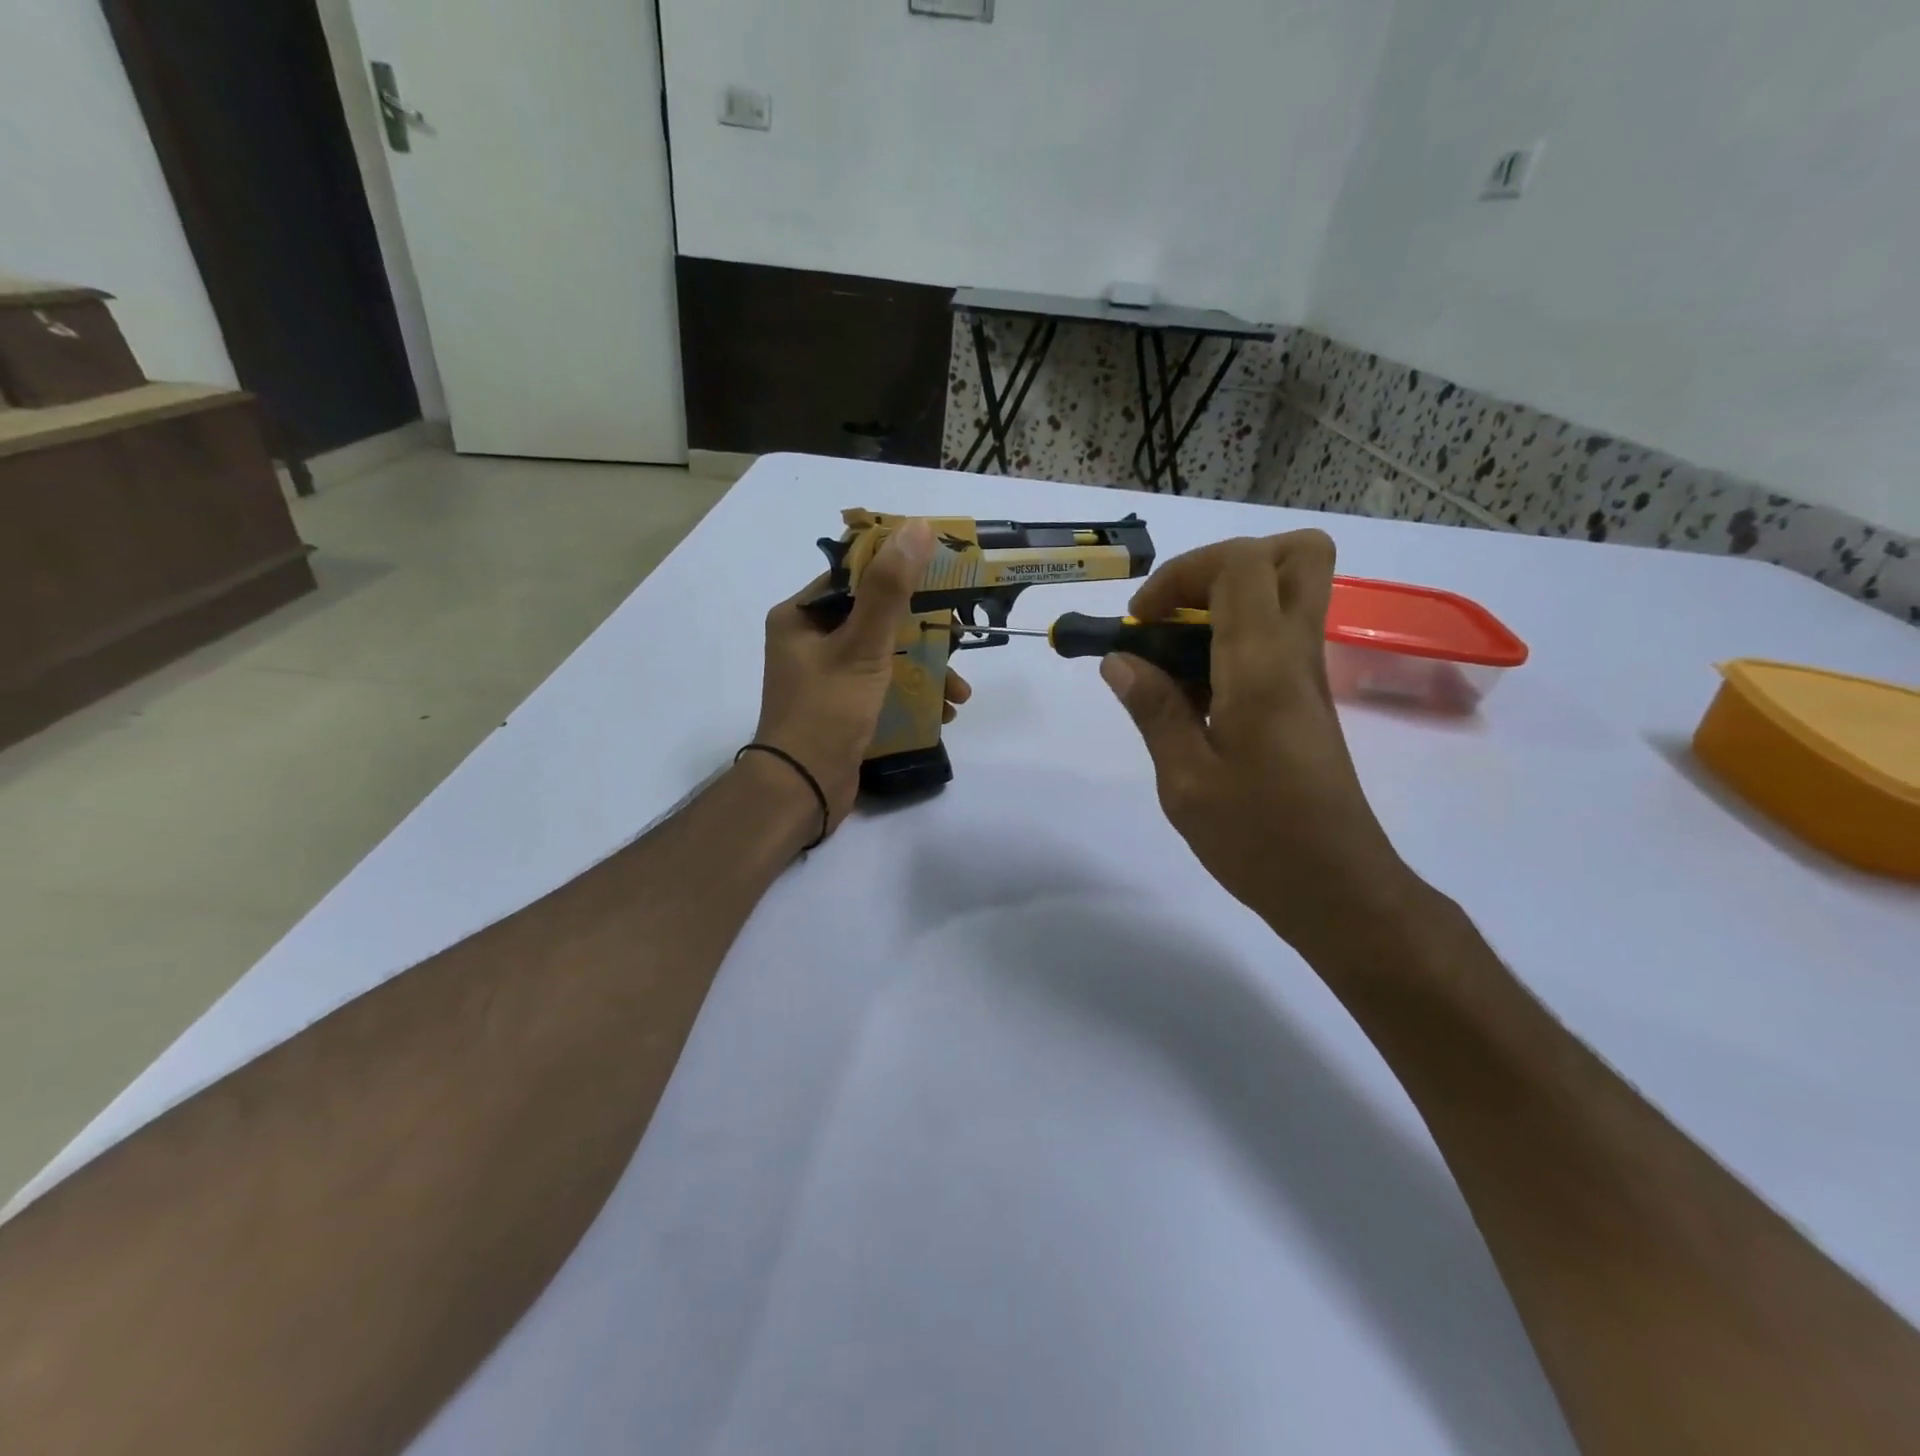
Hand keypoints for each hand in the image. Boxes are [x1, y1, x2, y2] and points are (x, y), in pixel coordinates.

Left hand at [753, 518, 971, 833]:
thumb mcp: (863, 646)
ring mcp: (825, 677)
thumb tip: (916, 528)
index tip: (943, 580)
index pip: (855, 578)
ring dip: (925, 670)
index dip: (899, 574)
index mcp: (801, 617)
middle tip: (961, 640)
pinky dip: (911, 694)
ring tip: (960, 692)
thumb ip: (890, 590)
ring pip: (885, 656)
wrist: (803, 789)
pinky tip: (943, 713)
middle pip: (876, 619)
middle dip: (924, 634)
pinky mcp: (841, 706)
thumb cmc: (827, 710)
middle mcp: (808, 641)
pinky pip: (882, 686)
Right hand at [1101, 530, 1420, 960]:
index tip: (1141, 622)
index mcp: (1264, 667)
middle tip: (1177, 614)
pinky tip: (1195, 694)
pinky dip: (1233, 640)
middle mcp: (1297, 655)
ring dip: (1226, 602)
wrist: (1337, 889)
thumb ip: (1154, 710)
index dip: (1182, 573)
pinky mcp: (1307, 701)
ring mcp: (1309, 676)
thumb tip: (1120, 660)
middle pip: (1294, 554)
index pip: (1241, 563)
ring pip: (1288, 592)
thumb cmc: (1258, 839)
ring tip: (1174, 657)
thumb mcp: (1185, 780)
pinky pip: (1278, 637)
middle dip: (1223, 566)